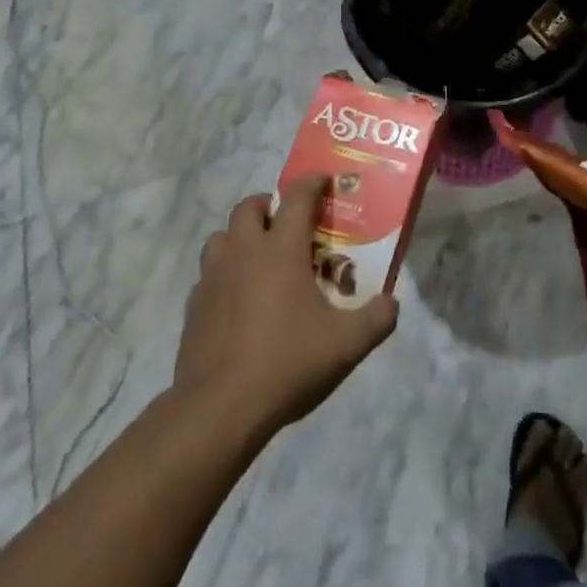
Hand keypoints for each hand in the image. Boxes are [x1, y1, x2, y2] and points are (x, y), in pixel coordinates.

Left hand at [173, 175, 398, 439]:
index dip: (312, 182)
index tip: (324, 180)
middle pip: (248, 206)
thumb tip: (392, 302)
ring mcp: (212, 276)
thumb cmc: (287, 363)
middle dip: (268, 204)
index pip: (297, 197)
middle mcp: (244, 251)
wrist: (220, 406)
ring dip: (240, 236)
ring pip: (221, 236)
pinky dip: (223, 274)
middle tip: (286, 222)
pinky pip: (207, 273)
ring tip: (259, 258)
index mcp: (280, 249)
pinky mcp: (193, 304)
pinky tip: (237, 299)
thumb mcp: (346, 345)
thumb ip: (377, 319)